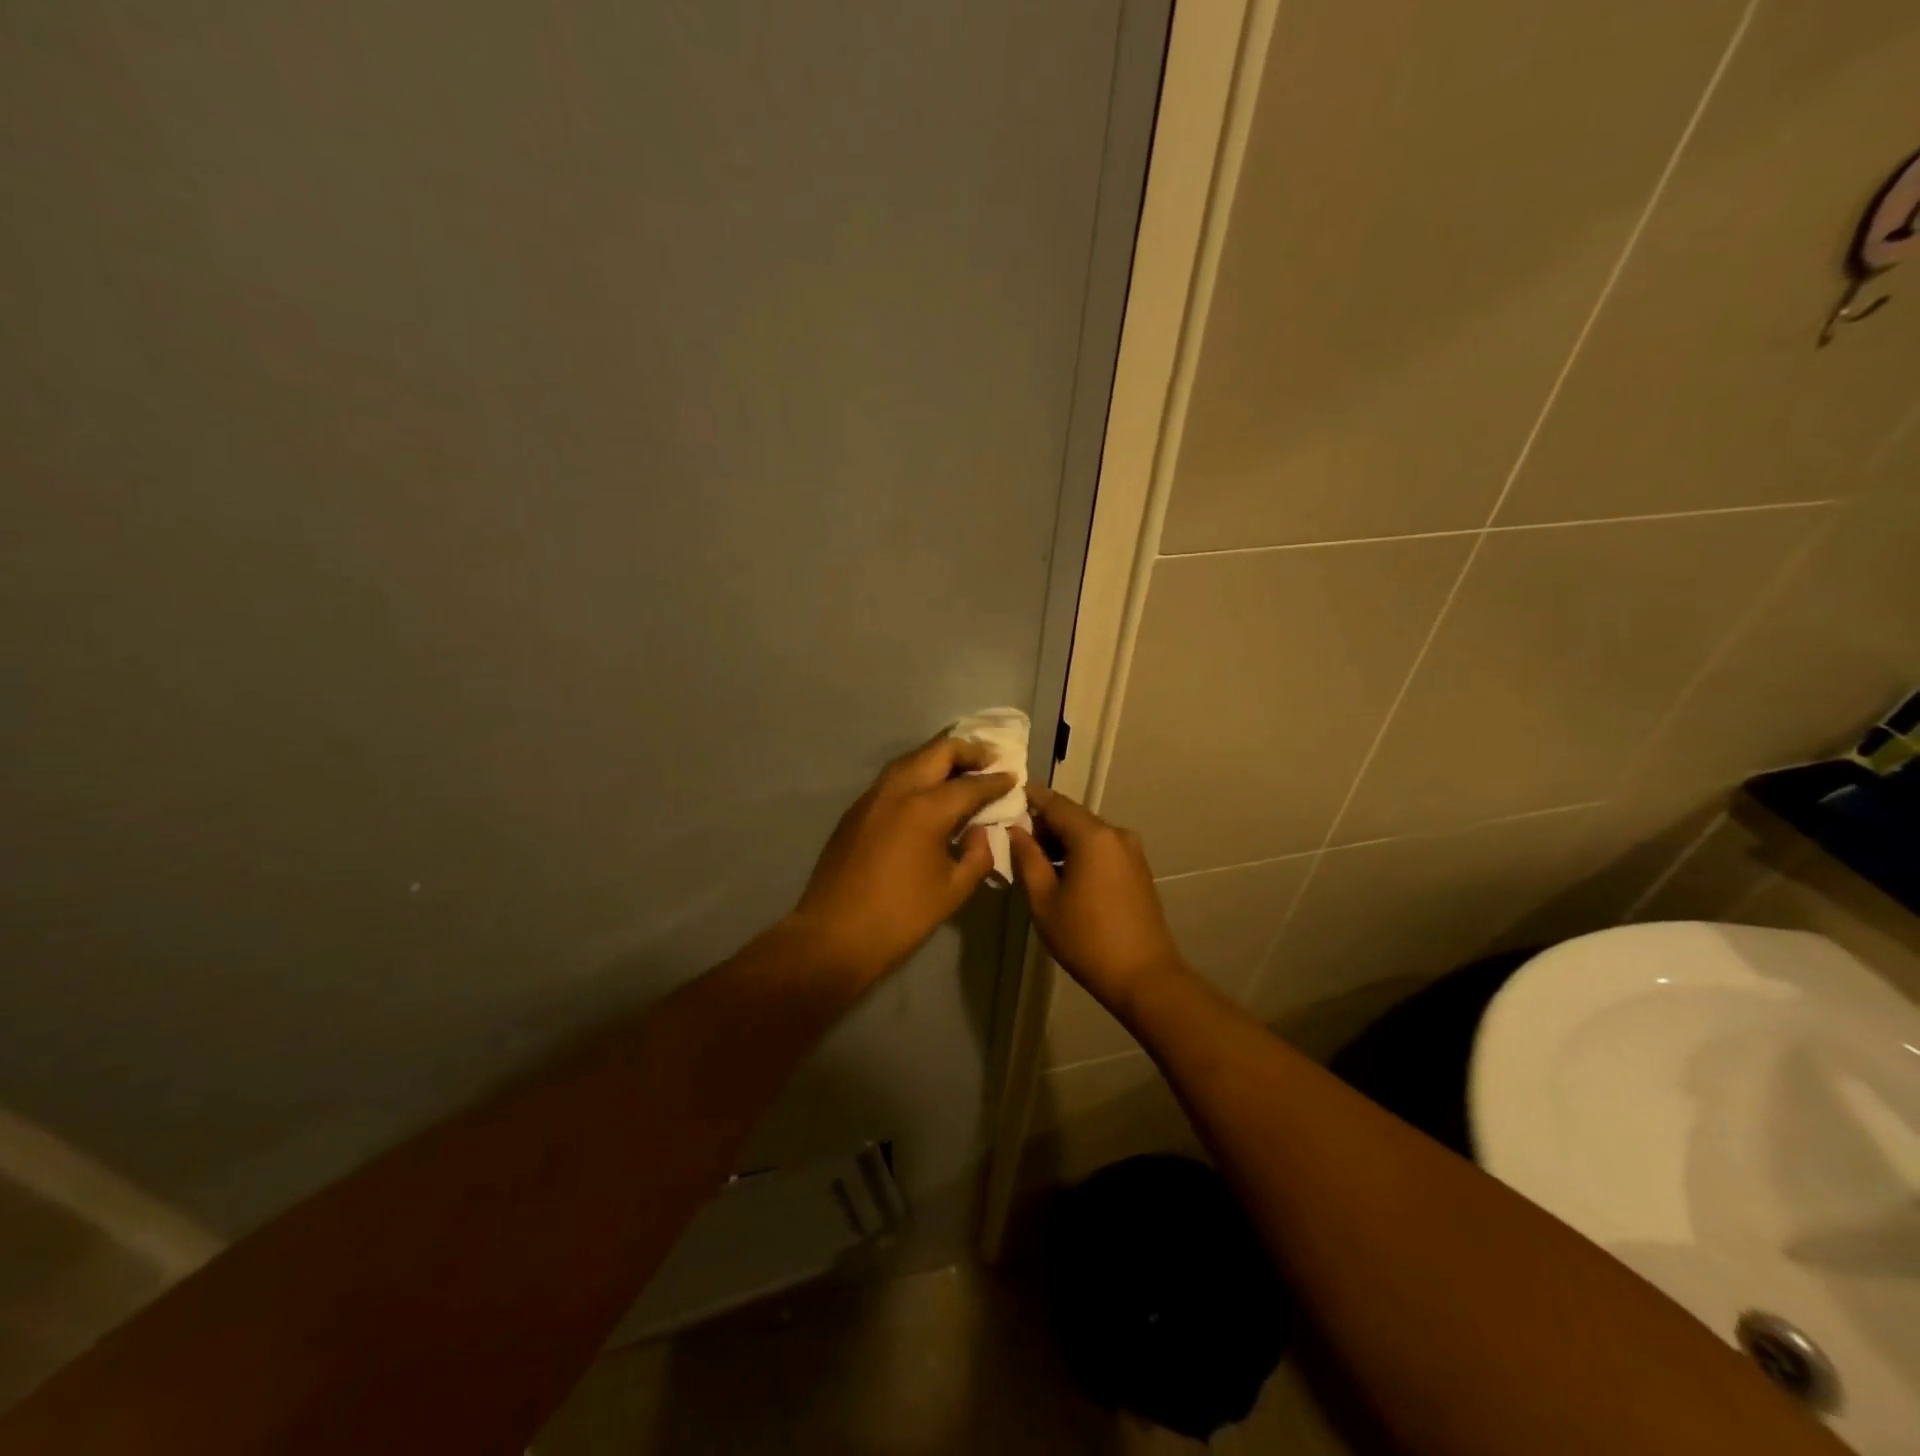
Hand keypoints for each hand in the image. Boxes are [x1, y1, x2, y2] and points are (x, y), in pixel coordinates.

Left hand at [789, 736, 1014, 984]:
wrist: (833, 935)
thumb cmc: (900, 917)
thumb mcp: (953, 891)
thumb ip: (978, 855)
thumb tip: (981, 831)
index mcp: (925, 809)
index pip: (970, 784)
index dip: (995, 780)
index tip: (1013, 777)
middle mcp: (898, 791)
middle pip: (937, 752)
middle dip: (968, 751)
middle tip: (991, 761)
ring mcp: (872, 797)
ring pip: (911, 759)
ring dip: (939, 758)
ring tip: (962, 770)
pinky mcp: (856, 810)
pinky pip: (893, 778)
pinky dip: (917, 774)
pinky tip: (928, 792)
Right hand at [1009, 785, 1185, 1008]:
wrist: (1144, 977)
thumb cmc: (1087, 939)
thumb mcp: (1044, 901)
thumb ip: (1027, 858)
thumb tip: (1013, 830)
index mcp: (1093, 836)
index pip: (1054, 802)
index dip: (1027, 798)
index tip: (1003, 800)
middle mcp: (1116, 834)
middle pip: (1071, 816)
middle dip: (1042, 825)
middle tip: (1013, 842)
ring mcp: (1131, 851)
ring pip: (1087, 834)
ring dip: (1061, 842)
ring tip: (1034, 864)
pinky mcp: (1138, 868)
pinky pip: (1102, 849)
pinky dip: (1080, 853)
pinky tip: (1062, 877)